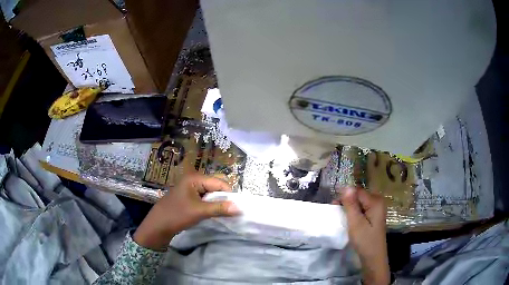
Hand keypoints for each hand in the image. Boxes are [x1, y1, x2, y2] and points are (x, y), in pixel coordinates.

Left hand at [133, 174, 239, 250]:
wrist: (158, 225)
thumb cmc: (177, 215)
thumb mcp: (199, 211)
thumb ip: (220, 208)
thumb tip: (240, 208)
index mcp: (195, 178)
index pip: (219, 182)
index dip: (229, 194)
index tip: (237, 207)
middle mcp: (194, 179)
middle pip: (216, 185)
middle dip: (224, 197)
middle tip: (231, 210)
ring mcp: (191, 188)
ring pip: (211, 192)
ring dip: (218, 202)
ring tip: (225, 212)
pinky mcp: (190, 196)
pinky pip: (205, 198)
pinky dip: (212, 204)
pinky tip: (215, 212)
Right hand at [334, 187, 389, 284]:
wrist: (373, 257)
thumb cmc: (364, 240)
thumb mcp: (355, 222)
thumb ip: (351, 204)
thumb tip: (346, 186)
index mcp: (375, 201)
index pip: (357, 191)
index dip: (345, 196)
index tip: (333, 205)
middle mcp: (378, 202)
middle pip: (359, 196)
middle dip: (347, 201)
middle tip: (335, 211)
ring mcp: (377, 209)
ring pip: (360, 202)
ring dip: (350, 207)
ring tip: (340, 216)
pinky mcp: (374, 216)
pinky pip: (362, 209)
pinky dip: (354, 212)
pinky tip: (349, 219)